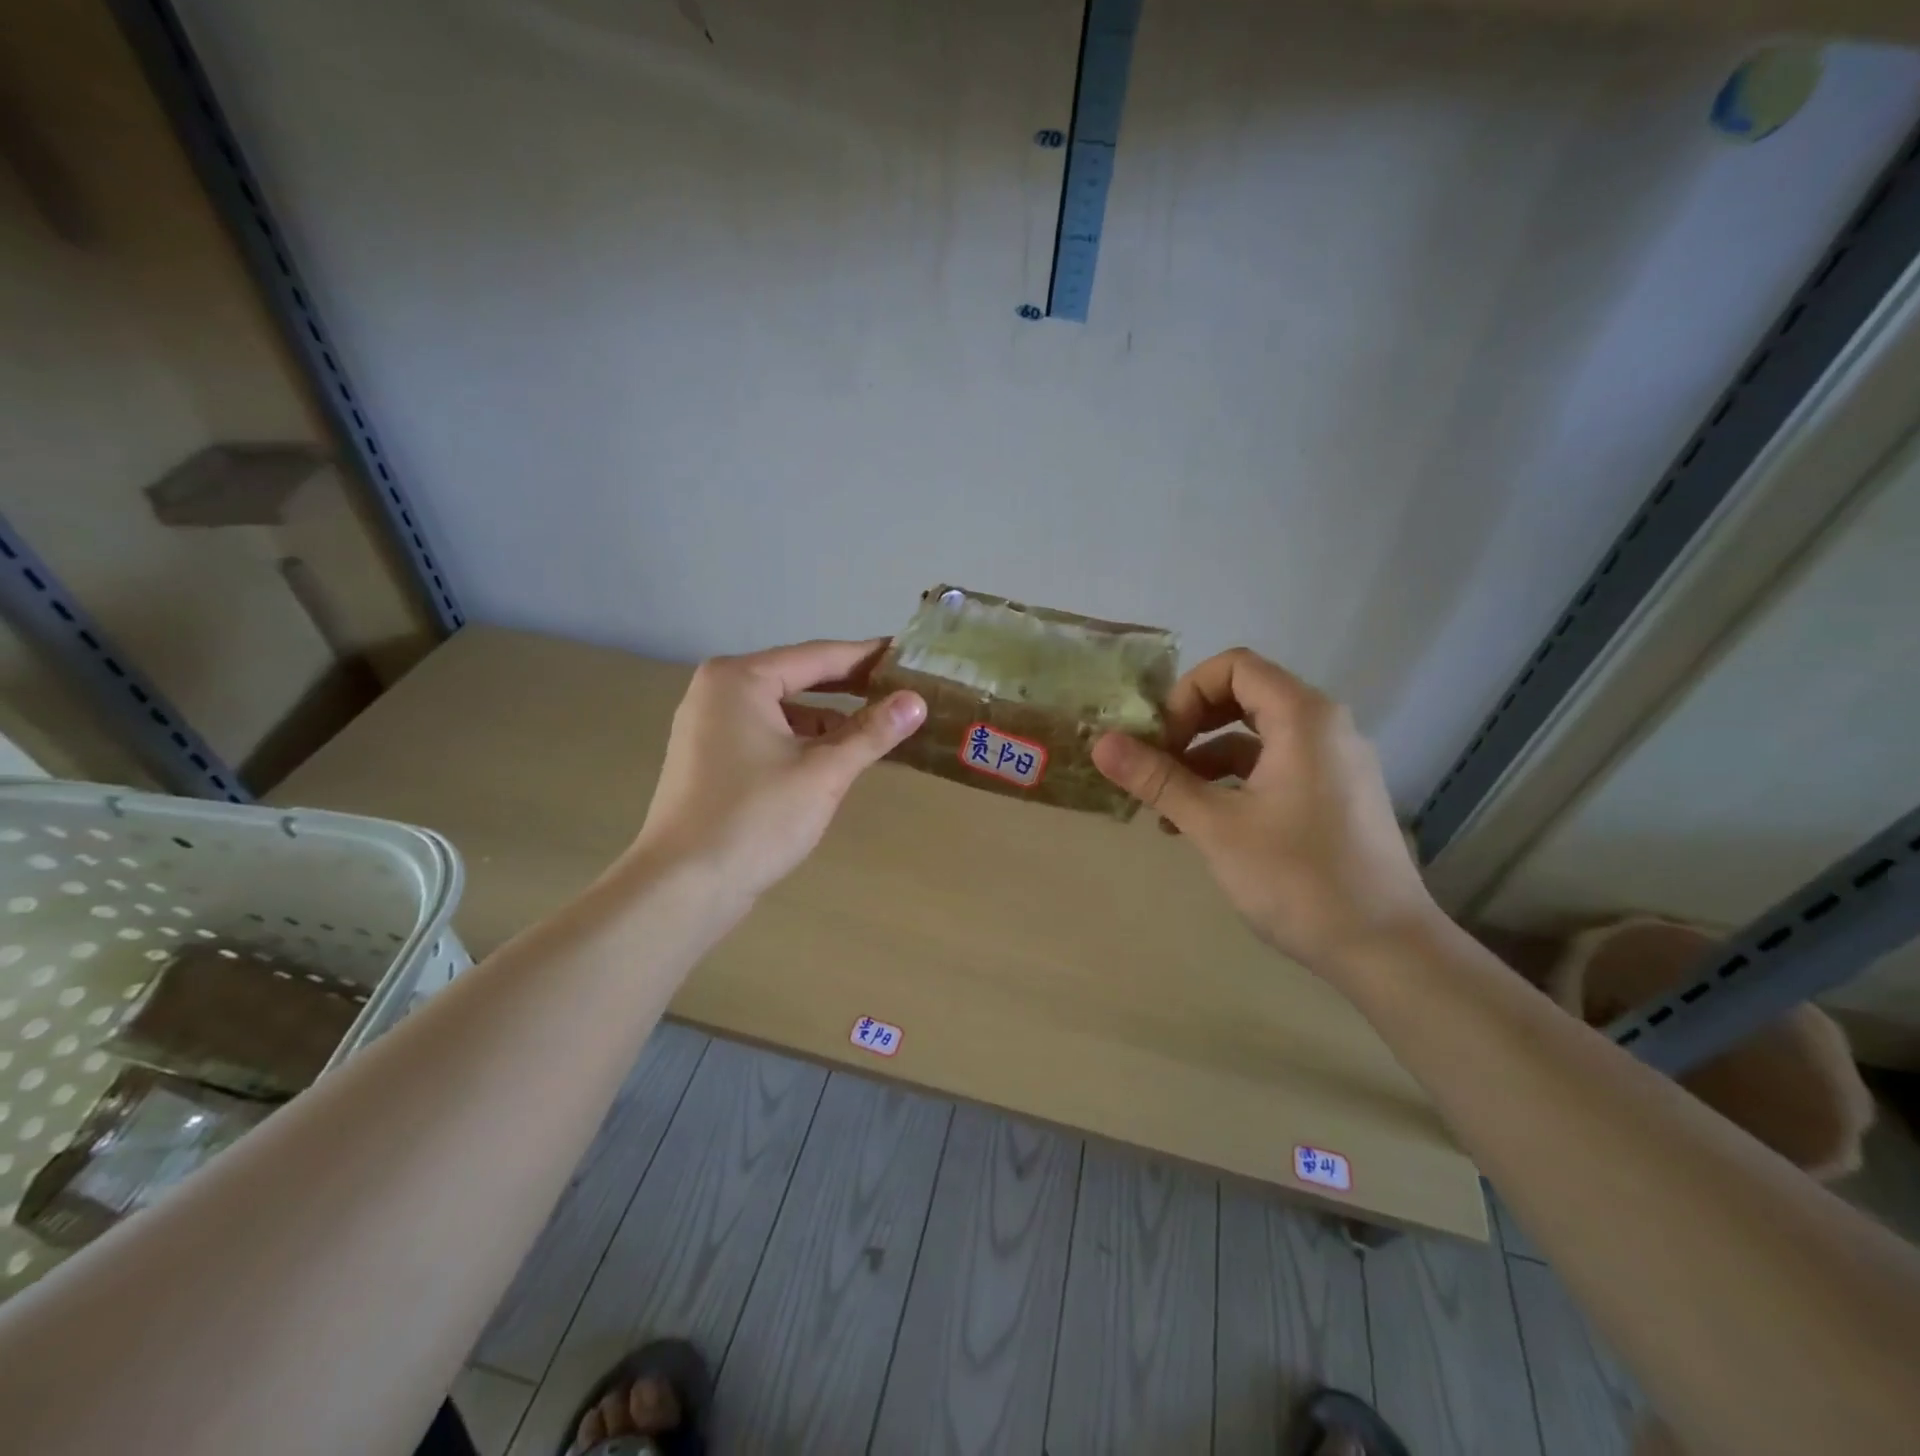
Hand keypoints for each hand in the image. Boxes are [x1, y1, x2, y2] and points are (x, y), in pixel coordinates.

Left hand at [630, 639, 925, 900]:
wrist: (682, 887)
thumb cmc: (755, 820)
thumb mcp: (823, 773)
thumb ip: (872, 733)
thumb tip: (917, 701)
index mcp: (740, 679)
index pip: (819, 656)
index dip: (868, 657)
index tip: (909, 655)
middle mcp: (719, 690)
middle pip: (799, 678)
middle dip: (851, 687)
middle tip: (903, 689)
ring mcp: (709, 725)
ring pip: (785, 710)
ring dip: (829, 720)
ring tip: (879, 730)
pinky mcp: (711, 757)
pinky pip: (768, 733)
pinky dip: (803, 741)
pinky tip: (836, 759)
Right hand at [1092, 648, 1438, 971]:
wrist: (1386, 949)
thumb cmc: (1298, 879)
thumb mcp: (1216, 826)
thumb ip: (1158, 779)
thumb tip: (1101, 744)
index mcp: (1304, 718)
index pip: (1234, 667)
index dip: (1186, 694)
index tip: (1161, 741)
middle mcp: (1325, 727)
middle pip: (1244, 697)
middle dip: (1190, 726)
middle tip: (1156, 766)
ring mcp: (1334, 763)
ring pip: (1256, 737)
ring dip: (1205, 761)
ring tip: (1166, 808)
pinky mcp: (1335, 795)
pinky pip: (1274, 768)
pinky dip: (1234, 783)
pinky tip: (1202, 825)